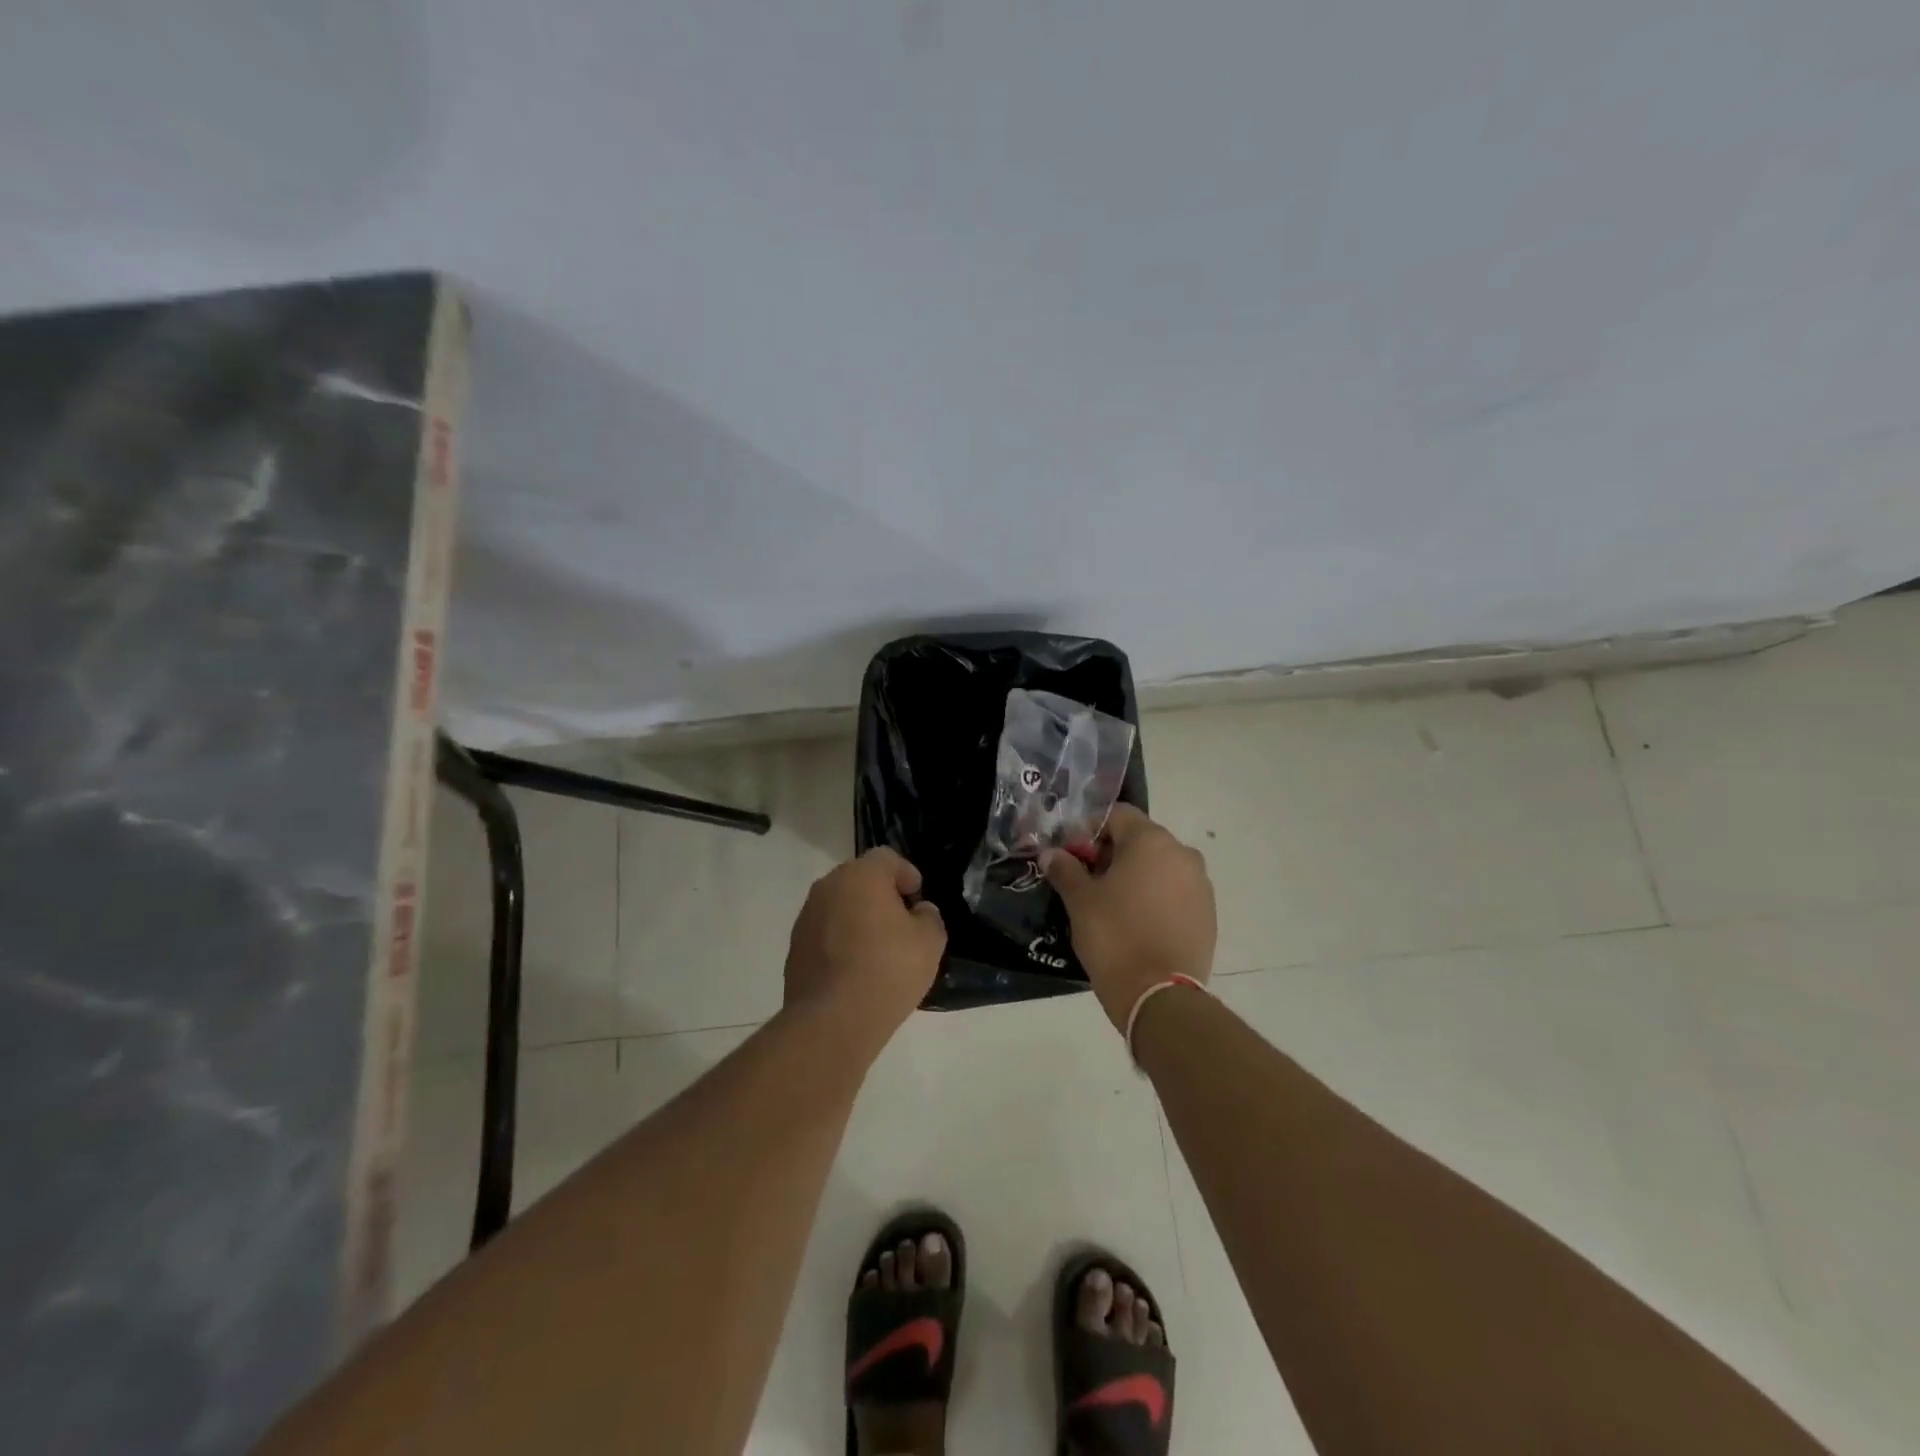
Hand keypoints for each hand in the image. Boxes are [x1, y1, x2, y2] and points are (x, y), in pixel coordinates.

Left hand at [783, 847, 945, 1052]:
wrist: (832, 1020)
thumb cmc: (888, 970)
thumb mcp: (929, 942)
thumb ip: (929, 917)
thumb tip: (918, 912)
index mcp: (861, 876)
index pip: (886, 858)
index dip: (906, 874)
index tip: (917, 898)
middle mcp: (828, 887)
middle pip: (859, 879)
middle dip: (881, 895)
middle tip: (901, 922)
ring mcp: (806, 917)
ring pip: (839, 906)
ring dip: (858, 917)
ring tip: (878, 949)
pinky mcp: (794, 947)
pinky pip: (825, 933)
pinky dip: (840, 941)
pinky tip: (856, 969)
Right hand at [1044, 805, 1215, 1030]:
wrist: (1160, 995)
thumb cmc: (1114, 936)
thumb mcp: (1080, 901)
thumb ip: (1065, 869)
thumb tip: (1051, 854)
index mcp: (1151, 841)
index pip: (1118, 815)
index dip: (1091, 830)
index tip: (1073, 856)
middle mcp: (1183, 854)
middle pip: (1141, 840)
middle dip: (1113, 854)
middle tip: (1088, 882)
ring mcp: (1201, 885)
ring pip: (1161, 867)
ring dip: (1137, 876)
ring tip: (1113, 906)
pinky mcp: (1209, 915)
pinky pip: (1177, 893)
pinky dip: (1157, 898)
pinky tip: (1138, 924)